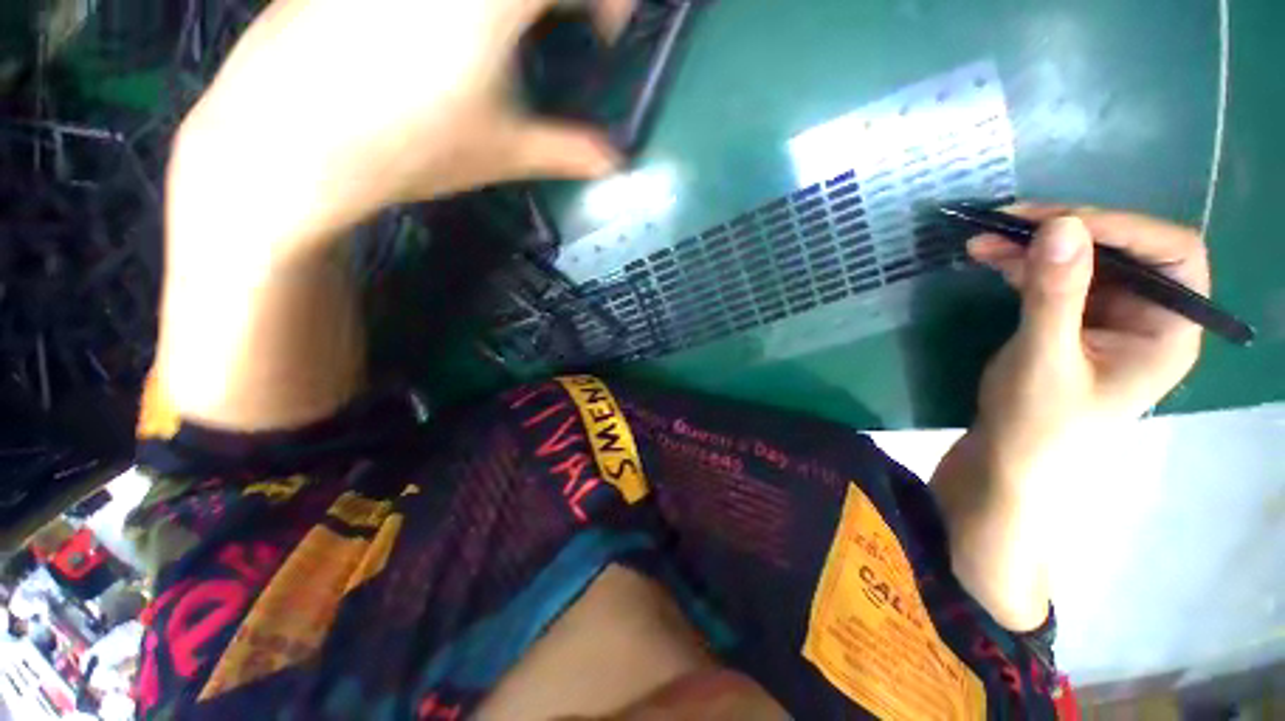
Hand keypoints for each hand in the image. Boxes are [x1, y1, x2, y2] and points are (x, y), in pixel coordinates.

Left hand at [168, 0, 631, 258]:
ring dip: (520, 6)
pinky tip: (450, 30)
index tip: (606, 33)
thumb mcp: (503, 152)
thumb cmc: (409, 147)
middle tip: (565, 24)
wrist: (287, 140)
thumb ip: (568, 151)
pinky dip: (464, 10)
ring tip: (513, 32)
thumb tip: (615, 163)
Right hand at [964, 206, 1209, 480]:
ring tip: (984, 237)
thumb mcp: (1045, 359)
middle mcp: (1148, 314)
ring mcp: (1109, 313)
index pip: (1172, 256)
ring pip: (1083, 258)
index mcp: (1168, 330)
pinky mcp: (1074, 316)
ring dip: (1034, 244)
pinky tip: (989, 256)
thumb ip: (1057, 295)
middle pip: (1123, 249)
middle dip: (1068, 230)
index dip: (1124, 230)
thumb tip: (1061, 225)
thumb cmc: (1036, 421)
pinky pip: (1055, 275)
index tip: (1061, 224)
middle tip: (1010, 221)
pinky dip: (1022, 262)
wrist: (1007, 453)